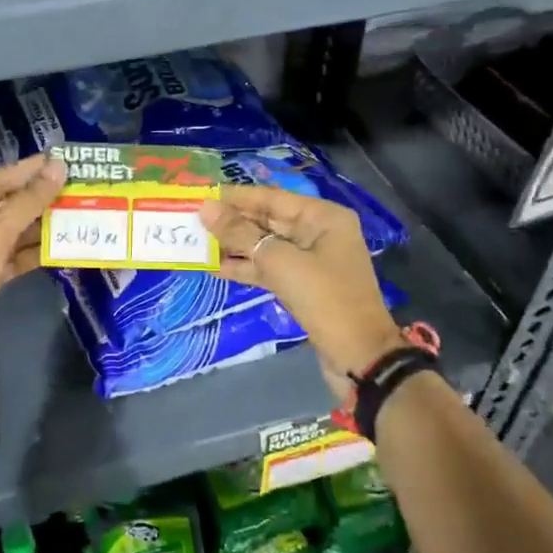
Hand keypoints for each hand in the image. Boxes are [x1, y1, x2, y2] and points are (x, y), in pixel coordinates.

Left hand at [0, 154, 65, 387]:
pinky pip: (11, 257)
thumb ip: (28, 201)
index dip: (28, 170)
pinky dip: (32, 252)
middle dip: (37, 197)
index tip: (61, 159)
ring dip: (39, 225)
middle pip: (3, 204)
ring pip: (10, 232)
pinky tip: (61, 246)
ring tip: (76, 212)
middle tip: (75, 186)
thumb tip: (57, 168)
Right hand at [199, 185, 407, 399]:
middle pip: (267, 220)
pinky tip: (214, 268)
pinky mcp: (302, 285)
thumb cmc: (325, 299)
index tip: (201, 195)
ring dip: (233, 245)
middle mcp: (318, 232)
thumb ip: (241, 234)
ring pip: (265, 245)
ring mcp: (311, 260)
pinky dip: (245, 268)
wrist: (359, 357)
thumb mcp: (280, 262)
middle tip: (192, 219)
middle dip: (231, 221)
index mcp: (322, 217)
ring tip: (197, 242)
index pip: (270, 198)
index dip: (234, 197)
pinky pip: (269, 268)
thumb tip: (205, 209)